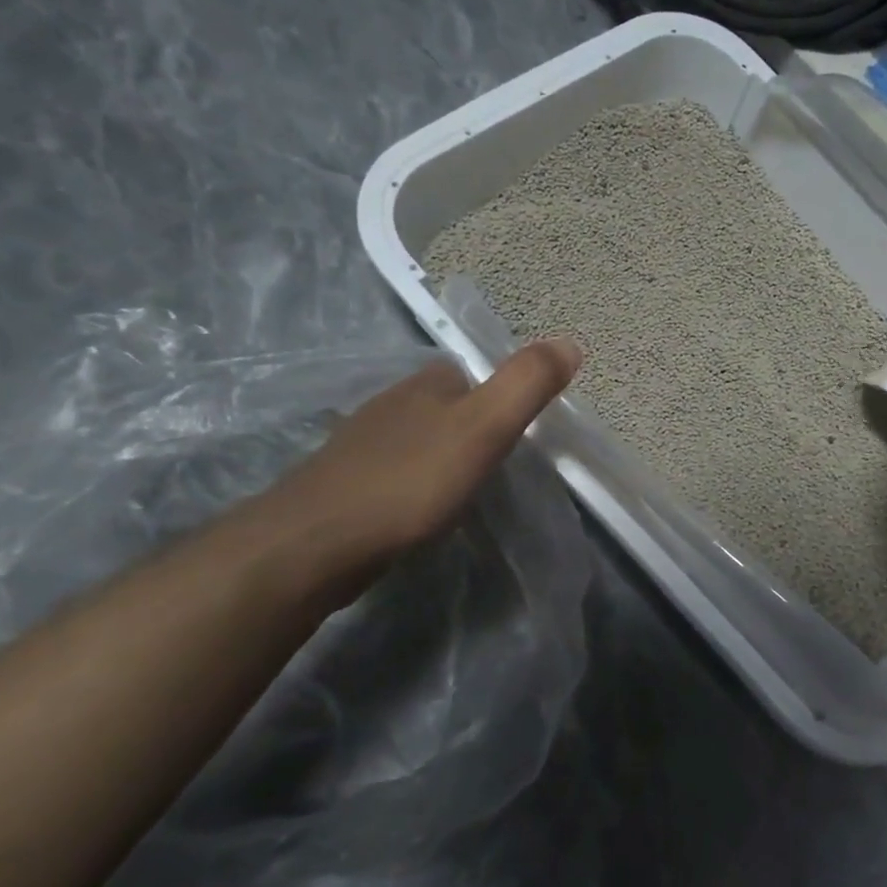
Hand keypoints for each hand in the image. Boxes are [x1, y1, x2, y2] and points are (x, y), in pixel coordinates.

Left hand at [255, 338, 580, 595]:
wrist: (316, 543)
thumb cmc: (410, 481)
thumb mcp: (484, 427)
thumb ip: (526, 385)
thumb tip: (571, 342)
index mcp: (425, 384)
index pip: (472, 374)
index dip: (500, 395)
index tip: (523, 430)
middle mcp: (391, 404)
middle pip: (445, 406)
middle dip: (473, 427)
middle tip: (502, 463)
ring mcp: (363, 445)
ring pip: (419, 439)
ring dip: (444, 456)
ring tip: (469, 488)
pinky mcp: (346, 485)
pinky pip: (397, 473)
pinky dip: (417, 484)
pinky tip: (424, 509)